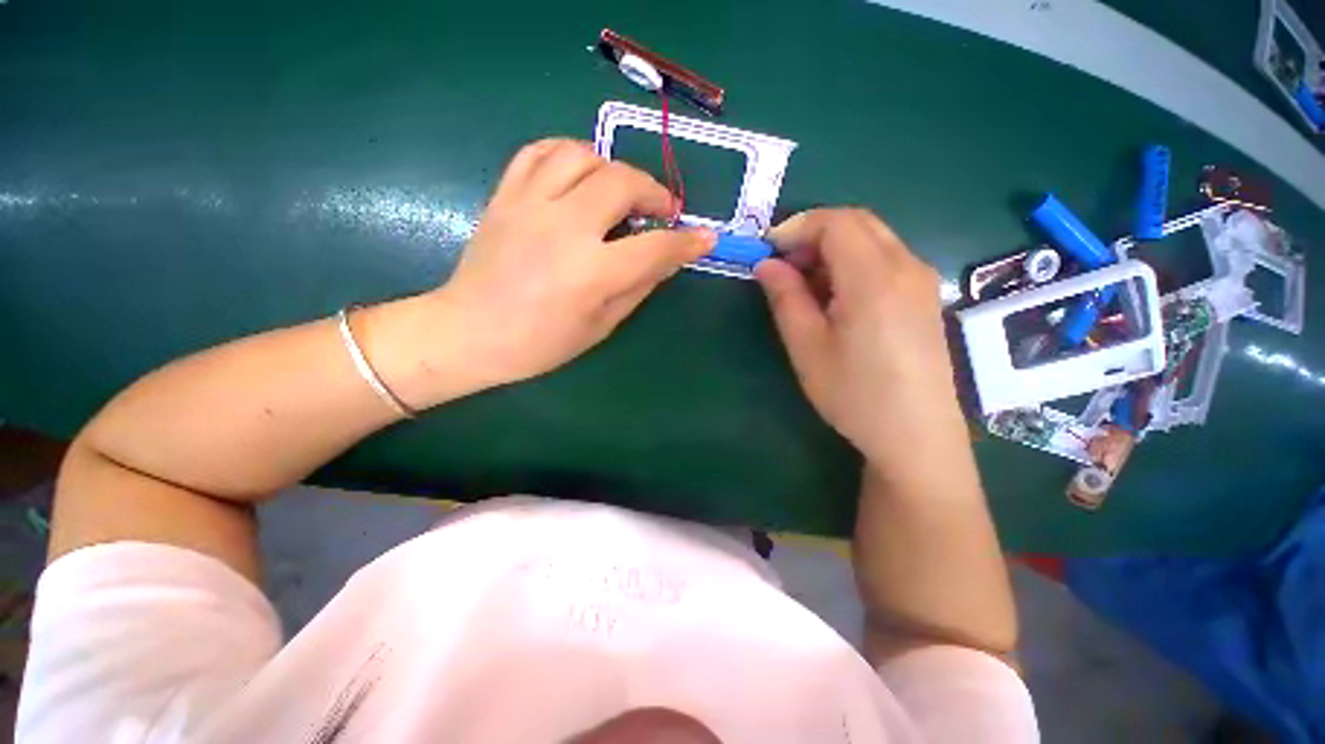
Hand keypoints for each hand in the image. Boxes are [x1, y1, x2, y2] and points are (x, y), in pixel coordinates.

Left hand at [436, 139, 714, 386]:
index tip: (705, 237)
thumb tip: (667, 258)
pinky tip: (579, 174)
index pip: (655, 247)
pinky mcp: (505, 195)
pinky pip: (540, 150)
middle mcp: (564, 229)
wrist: (469, 332)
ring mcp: (530, 204)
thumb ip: (638, 287)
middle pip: (623, 183)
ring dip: (613, 168)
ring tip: (620, 192)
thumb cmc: (540, 343)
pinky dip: (569, 153)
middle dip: (654, 192)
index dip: (688, 241)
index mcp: (591, 274)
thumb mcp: (601, 326)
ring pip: (583, 154)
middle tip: (662, 211)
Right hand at [754, 209, 966, 473]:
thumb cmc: (854, 394)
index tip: (767, 251)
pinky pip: (886, 259)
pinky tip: (837, 298)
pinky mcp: (924, 297)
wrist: (916, 435)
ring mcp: (921, 280)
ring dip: (833, 249)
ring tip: (806, 286)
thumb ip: (785, 298)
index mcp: (874, 278)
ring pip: (873, 239)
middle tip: (783, 267)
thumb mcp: (807, 347)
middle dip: (813, 234)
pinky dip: (854, 263)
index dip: (796, 228)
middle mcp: (906, 266)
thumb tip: (766, 265)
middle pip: (858, 222)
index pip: (835, 222)